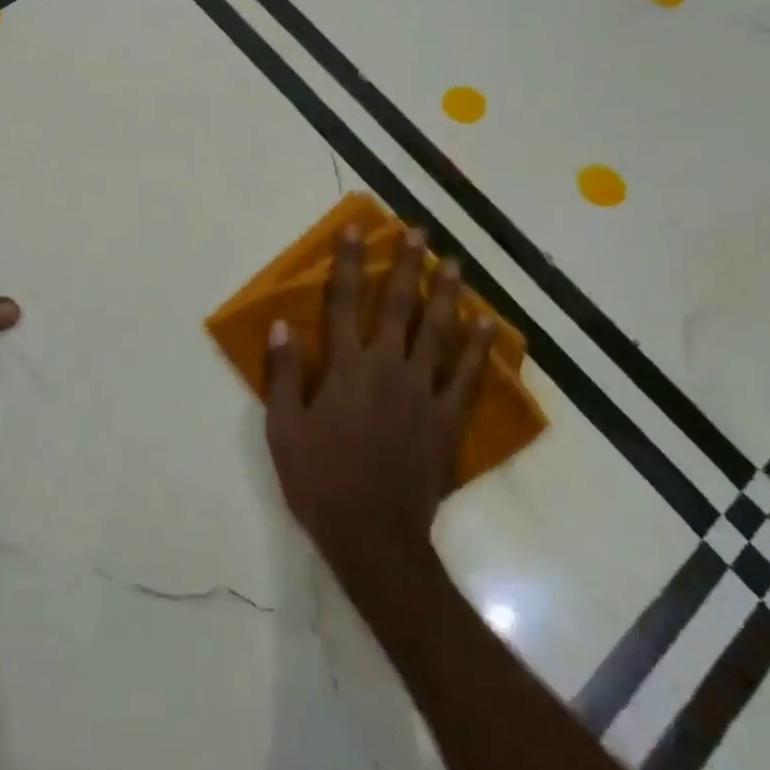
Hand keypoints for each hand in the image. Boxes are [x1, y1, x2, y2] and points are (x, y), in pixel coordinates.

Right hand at [264, 226, 494, 579]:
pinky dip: (478, 348)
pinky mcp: (447, 419)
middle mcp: (387, 367)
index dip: (347, 263)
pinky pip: (467, 376)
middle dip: (407, 265)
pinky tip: (488, 325)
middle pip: (399, 305)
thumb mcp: (284, 430)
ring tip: (455, 264)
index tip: (356, 230)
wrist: (374, 539)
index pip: (343, 302)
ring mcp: (423, 391)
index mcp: (346, 367)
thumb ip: (283, 375)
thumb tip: (281, 325)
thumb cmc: (321, 481)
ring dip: (446, 293)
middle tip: (419, 232)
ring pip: (438, 331)